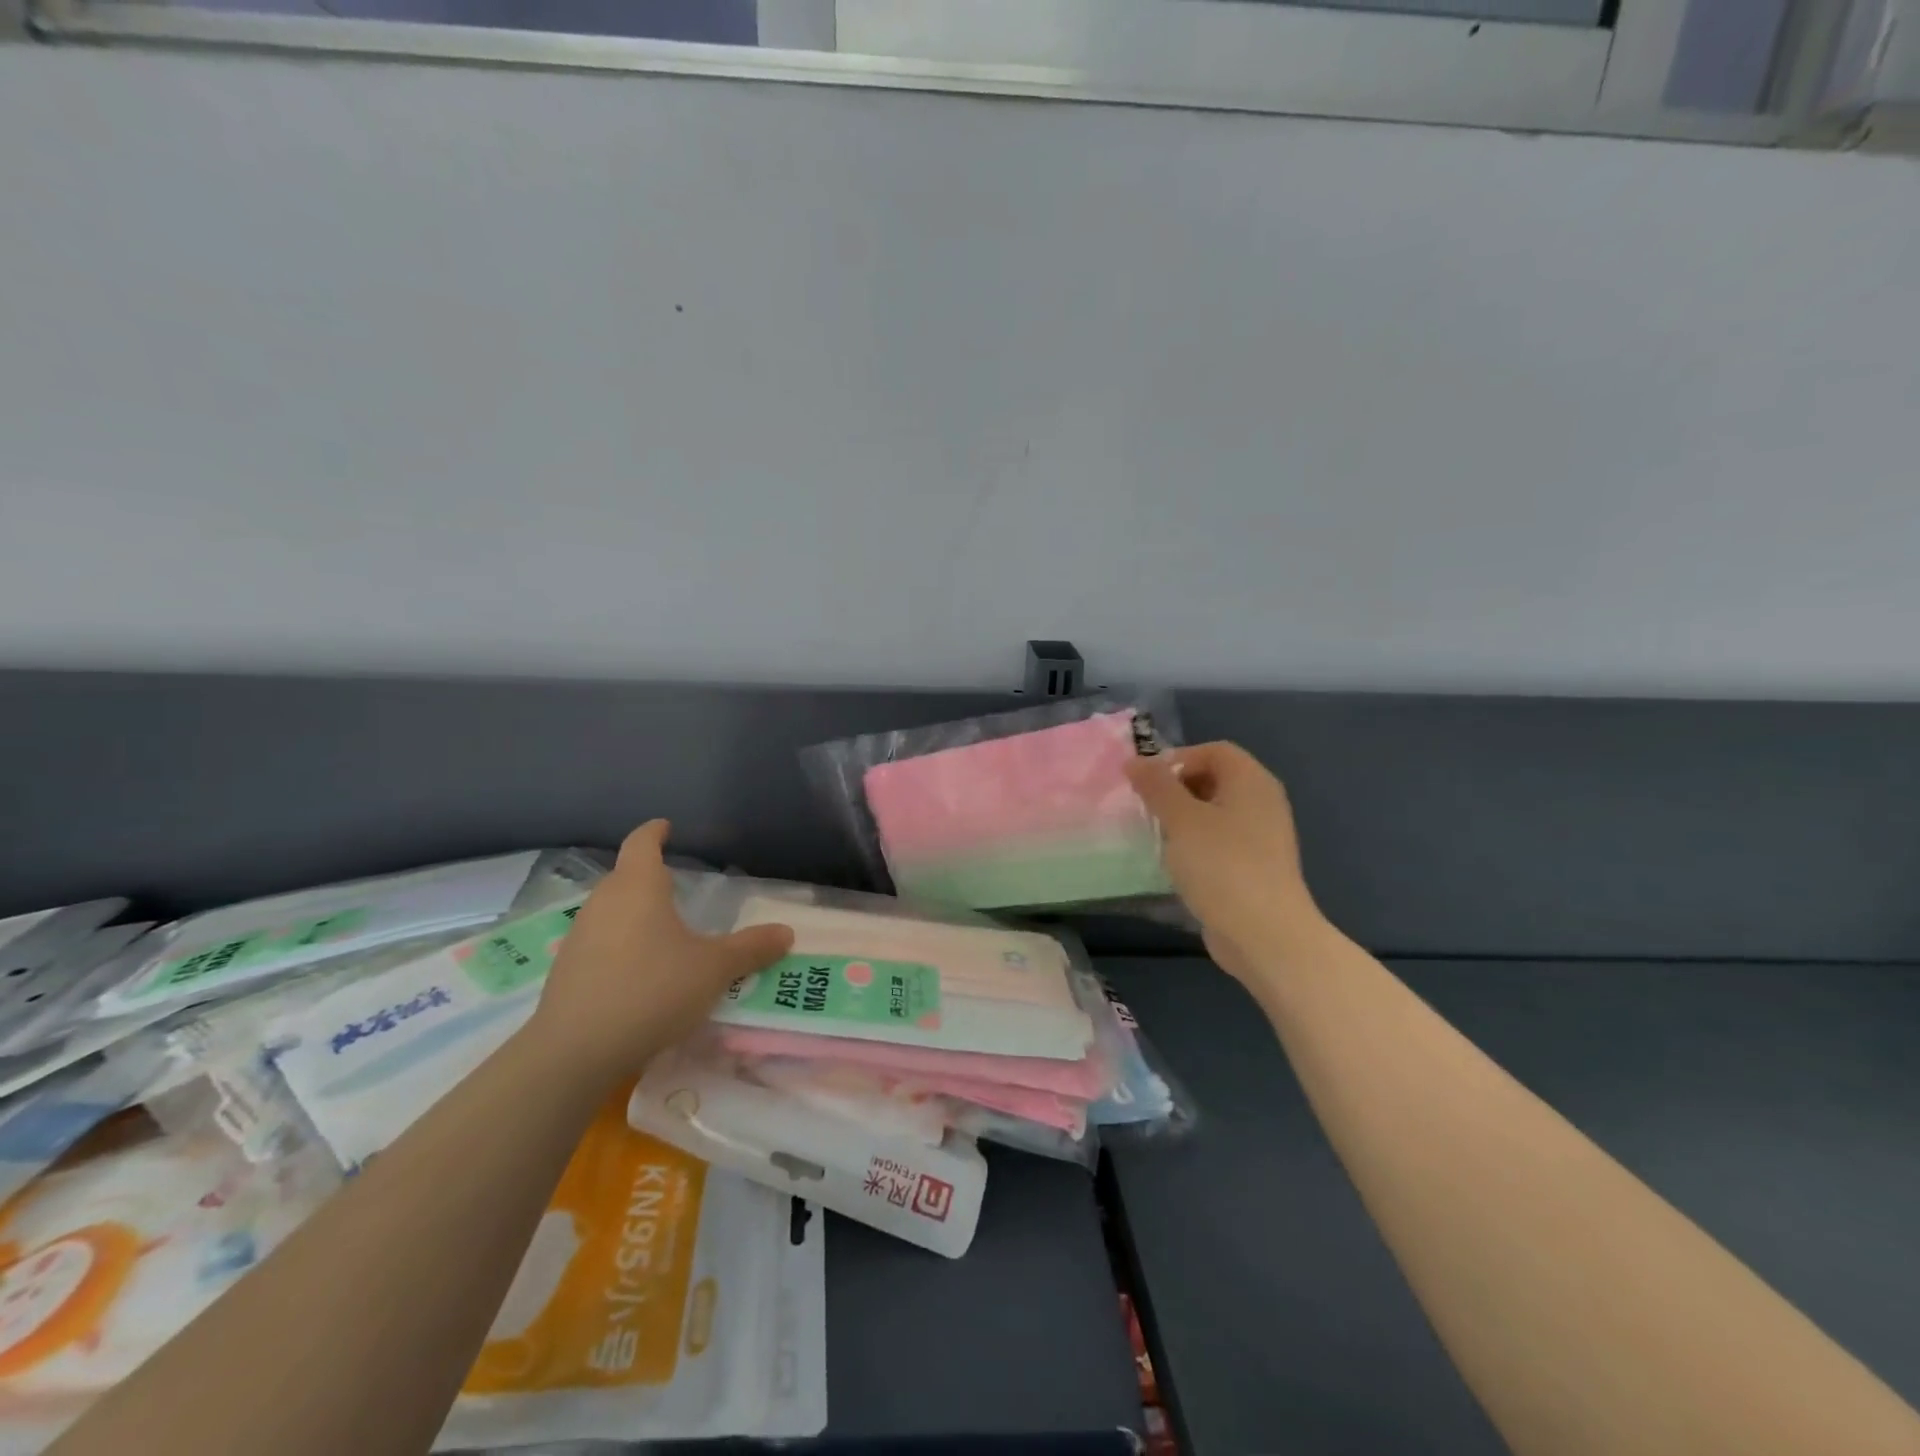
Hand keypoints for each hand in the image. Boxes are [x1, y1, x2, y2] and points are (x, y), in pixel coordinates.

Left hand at [531, 822, 793, 1083]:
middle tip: (678, 886)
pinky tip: (639, 971)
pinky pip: (599, 942)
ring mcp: (579, 936)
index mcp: (637, 887)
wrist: (575, 1052)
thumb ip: (751, 948)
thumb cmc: (652, 991)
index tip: (665, 826)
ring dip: (634, 913)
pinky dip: (620, 944)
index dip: (655, 832)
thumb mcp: (714, 969)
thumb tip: (786, 932)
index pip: (642, 843)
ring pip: (611, 910)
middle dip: (649, 876)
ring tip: (663, 930)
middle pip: (625, 876)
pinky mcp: (566, 970)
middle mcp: (603, 902)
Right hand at [1126, 743, 1328, 984]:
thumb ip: (1156, 786)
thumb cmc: (1221, 865)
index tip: (1148, 783)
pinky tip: (1177, 865)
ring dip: (1183, 820)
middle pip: (1215, 779)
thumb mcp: (1181, 819)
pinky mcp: (1255, 868)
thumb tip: (1135, 761)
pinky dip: (1197, 845)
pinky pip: (1220, 842)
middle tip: (1148, 809)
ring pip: (1215, 813)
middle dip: (1177, 789)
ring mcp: (1262, 837)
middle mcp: (1262, 802)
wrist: (1264, 934)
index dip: (1178, 759)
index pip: (1214, 750)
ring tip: (1157, 837)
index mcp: (1251, 781)